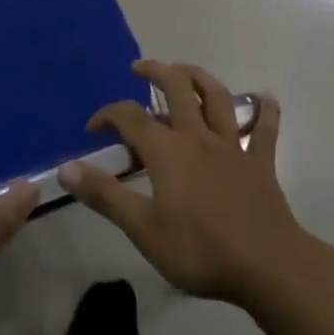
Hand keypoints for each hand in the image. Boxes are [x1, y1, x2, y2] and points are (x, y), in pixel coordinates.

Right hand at [58, 60, 313, 306]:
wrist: (267, 266)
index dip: (107, 115)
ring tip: (184, 70)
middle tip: (140, 68)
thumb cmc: (200, 250)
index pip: (130, 117)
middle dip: (156, 71)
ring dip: (199, 77)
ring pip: (216, 97)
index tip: (93, 129)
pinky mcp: (260, 163)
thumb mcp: (143, 229)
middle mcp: (198, 136)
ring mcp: (232, 146)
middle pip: (177, 88)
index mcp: (167, 150)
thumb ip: (105, 195)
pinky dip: (265, 111)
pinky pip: (264, 130)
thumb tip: (66, 168)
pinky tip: (266, 98)